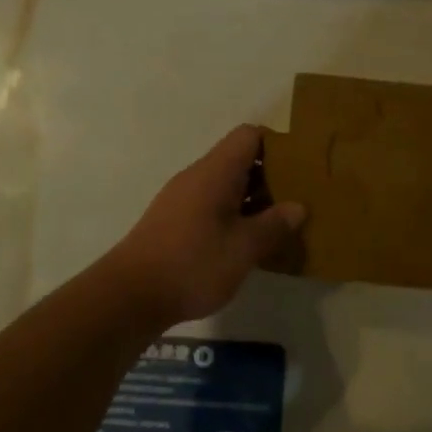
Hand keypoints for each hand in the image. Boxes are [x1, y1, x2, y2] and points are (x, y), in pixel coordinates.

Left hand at [105, 125, 304, 329]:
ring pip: (226, 185)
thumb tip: (298, 207)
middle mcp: (198, 176)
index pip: (249, 136)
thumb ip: (274, 225)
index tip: (300, 169)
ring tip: (280, 225)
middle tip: (298, 200)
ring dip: (253, 200)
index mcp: (216, 172)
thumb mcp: (244, 248)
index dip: (277, 145)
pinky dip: (234, 216)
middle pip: (239, 159)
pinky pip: (212, 205)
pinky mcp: (174, 221)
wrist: (131, 295)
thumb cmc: (193, 264)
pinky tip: (248, 243)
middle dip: (271, 176)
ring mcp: (183, 199)